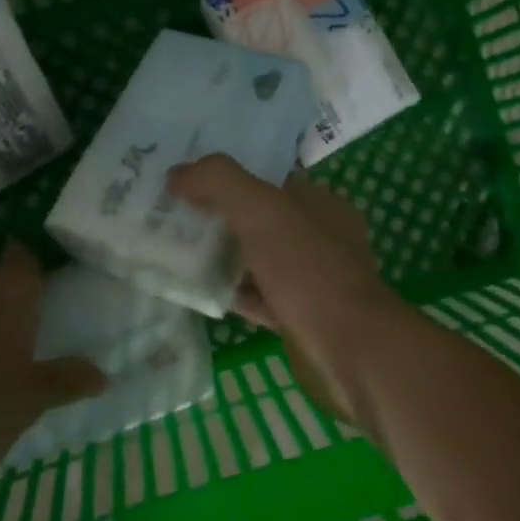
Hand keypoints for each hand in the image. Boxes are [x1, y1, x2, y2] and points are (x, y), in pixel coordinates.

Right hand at [167, 155, 403, 428]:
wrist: (349, 347)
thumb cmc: (308, 268)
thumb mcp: (261, 210)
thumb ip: (219, 182)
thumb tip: (177, 173)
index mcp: (320, 203)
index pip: (270, 179)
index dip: (230, 176)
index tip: (187, 180)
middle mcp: (319, 236)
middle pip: (260, 219)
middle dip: (219, 217)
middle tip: (170, 216)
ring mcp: (310, 278)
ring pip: (257, 259)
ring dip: (222, 257)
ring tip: (173, 251)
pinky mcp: (299, 315)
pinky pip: (257, 297)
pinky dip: (230, 293)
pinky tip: (198, 292)